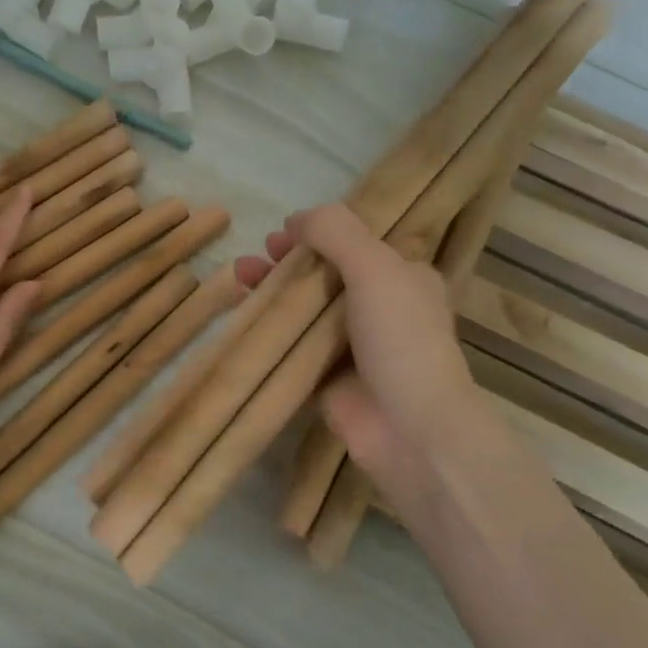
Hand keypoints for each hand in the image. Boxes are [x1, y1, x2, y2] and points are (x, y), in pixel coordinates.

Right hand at [235, 203, 480, 491]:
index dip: (319, 233)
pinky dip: (267, 328)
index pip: (356, 244)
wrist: (409, 428)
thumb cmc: (400, 338)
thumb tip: (296, 219)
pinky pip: (291, 343)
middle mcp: (380, 307)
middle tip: (258, 258)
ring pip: (304, 308)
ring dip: (272, 290)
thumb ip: (336, 233)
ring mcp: (352, 345)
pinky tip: (240, 315)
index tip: (284, 232)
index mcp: (403, 278)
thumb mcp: (375, 268)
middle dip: (288, 261)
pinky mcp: (326, 375)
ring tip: (238, 277)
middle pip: (324, 274)